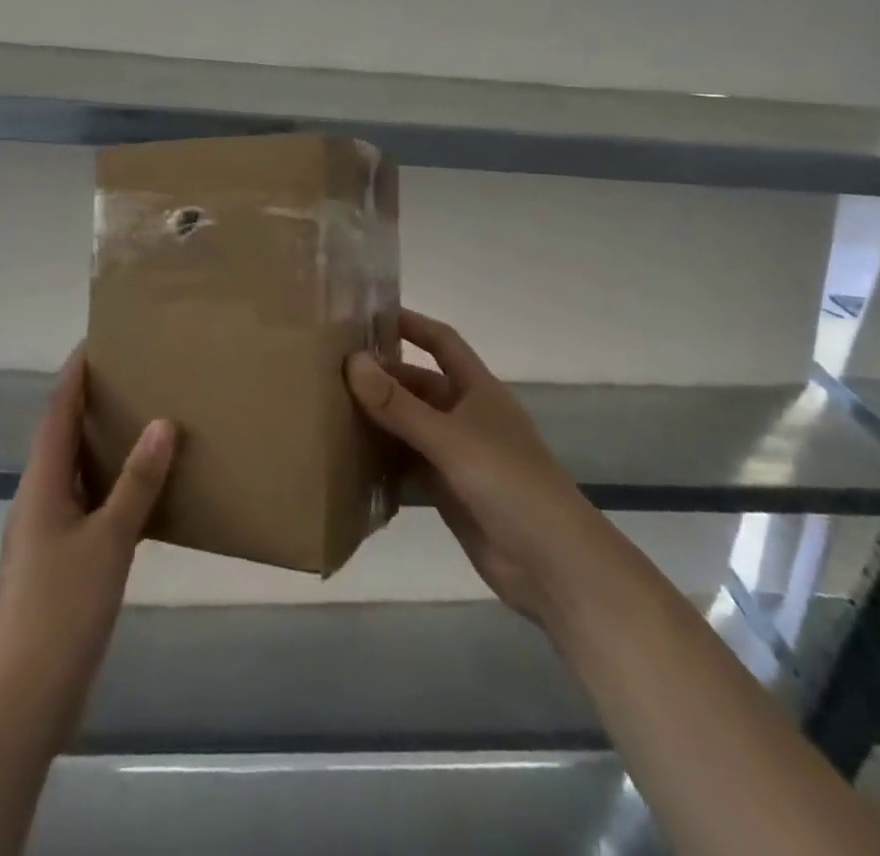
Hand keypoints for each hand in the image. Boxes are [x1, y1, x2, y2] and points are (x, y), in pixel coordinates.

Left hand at [0, 346, 174, 743]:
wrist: (21, 699)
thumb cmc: (61, 608)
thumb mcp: (108, 540)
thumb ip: (136, 482)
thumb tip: (162, 422)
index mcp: (41, 484)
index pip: (56, 412)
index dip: (74, 375)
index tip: (97, 341)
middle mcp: (38, 499)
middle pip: (62, 437)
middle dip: (90, 403)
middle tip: (130, 375)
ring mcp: (45, 533)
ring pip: (75, 472)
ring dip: (101, 444)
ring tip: (141, 421)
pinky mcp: (58, 562)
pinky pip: (86, 504)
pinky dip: (110, 486)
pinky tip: (140, 493)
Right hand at [346, 309, 580, 628]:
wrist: (551, 563)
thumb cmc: (507, 482)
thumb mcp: (449, 438)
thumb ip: (398, 404)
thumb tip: (352, 360)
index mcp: (476, 389)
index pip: (442, 342)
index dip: (411, 325)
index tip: (367, 316)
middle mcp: (465, 415)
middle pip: (418, 385)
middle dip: (381, 378)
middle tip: (330, 373)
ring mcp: (457, 454)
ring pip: (410, 425)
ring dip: (378, 419)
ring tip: (328, 411)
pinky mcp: (448, 490)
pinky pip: (408, 464)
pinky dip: (384, 460)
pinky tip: (349, 459)